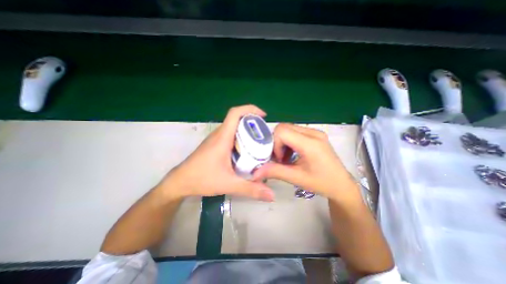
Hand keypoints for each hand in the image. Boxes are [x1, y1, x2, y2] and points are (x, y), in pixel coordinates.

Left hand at [157, 105, 275, 201]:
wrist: (179, 182)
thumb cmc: (202, 179)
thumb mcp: (229, 184)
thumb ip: (251, 189)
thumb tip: (271, 194)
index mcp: (222, 138)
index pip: (234, 113)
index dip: (249, 109)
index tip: (263, 116)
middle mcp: (219, 134)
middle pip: (237, 119)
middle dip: (252, 122)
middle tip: (265, 133)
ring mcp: (216, 139)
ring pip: (234, 127)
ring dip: (246, 130)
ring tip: (259, 141)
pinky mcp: (214, 144)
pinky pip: (230, 135)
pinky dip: (240, 137)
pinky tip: (246, 150)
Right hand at [252, 123, 354, 199]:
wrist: (342, 185)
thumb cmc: (321, 183)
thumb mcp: (296, 178)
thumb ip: (275, 172)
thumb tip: (255, 172)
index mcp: (310, 143)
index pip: (282, 131)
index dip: (275, 144)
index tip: (278, 159)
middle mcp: (313, 132)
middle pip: (284, 127)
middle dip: (277, 142)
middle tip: (280, 158)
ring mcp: (315, 132)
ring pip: (288, 129)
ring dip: (282, 142)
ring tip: (286, 158)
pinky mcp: (315, 135)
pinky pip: (295, 132)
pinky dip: (288, 142)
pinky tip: (292, 154)